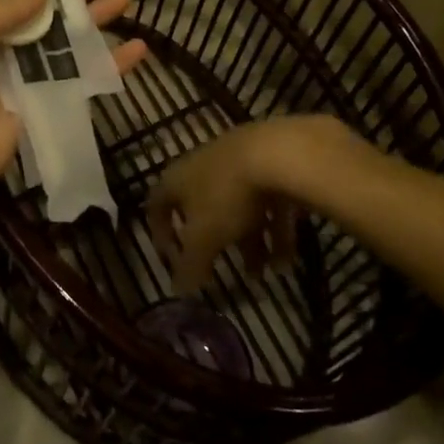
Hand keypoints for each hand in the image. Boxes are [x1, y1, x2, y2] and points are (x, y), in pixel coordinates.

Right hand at [147, 115, 357, 292]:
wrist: (276, 153)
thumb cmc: (227, 195)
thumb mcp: (204, 237)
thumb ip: (191, 265)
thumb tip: (178, 290)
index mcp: (177, 179)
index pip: (157, 205)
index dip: (160, 232)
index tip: (171, 258)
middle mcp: (202, 166)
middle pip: (203, 209)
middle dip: (216, 244)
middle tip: (224, 271)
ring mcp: (237, 162)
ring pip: (239, 208)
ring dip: (252, 244)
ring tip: (267, 274)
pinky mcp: (269, 163)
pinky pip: (267, 202)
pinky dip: (275, 231)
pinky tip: (287, 259)